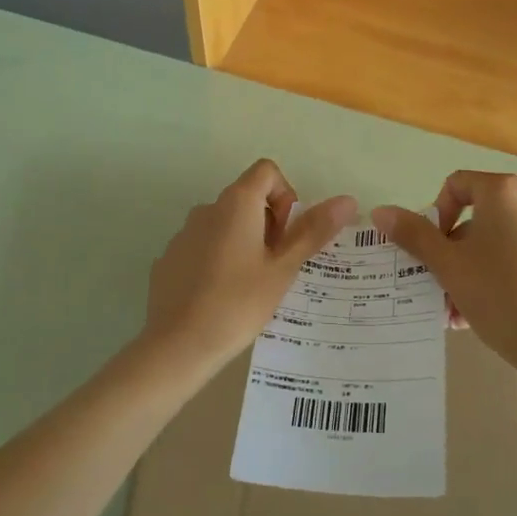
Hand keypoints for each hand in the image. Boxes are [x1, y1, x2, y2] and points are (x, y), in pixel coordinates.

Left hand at [144, 159, 356, 375]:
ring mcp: (184, 233)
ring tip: (251, 286)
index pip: (267, 171)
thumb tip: (347, 200)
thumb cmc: (239, 302)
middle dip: (269, 224)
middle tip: (276, 266)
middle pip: (247, 198)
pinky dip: (218, 260)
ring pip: (225, 225)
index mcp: (236, 203)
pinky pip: (203, 247)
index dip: (286, 196)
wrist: (178, 344)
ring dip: (244, 243)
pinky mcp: (169, 258)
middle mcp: (207, 208)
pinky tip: (221, 297)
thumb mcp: (283, 268)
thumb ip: (313, 231)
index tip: (288, 235)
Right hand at [374, 172, 516, 374]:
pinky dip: (498, 274)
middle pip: (477, 216)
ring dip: (471, 268)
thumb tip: (381, 211)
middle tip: (440, 284)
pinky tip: (484, 312)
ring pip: (497, 241)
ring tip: (458, 308)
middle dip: (452, 250)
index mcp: (504, 193)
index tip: (432, 250)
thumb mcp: (448, 265)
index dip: (436, 214)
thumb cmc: (500, 295)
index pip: (457, 185)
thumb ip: (414, 234)